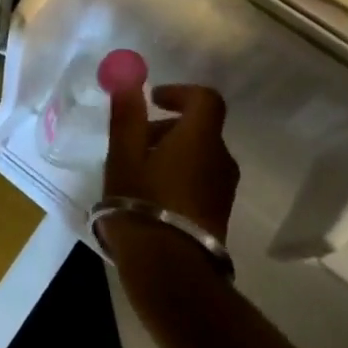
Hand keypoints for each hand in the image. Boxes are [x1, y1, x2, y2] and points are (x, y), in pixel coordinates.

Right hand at [103, 84, 239, 263]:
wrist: (169, 268)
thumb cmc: (141, 203)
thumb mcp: (124, 156)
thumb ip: (128, 116)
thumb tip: (130, 79)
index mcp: (200, 138)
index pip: (205, 99)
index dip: (179, 93)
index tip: (152, 100)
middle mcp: (221, 159)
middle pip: (200, 129)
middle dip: (167, 127)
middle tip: (133, 141)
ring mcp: (223, 189)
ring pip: (199, 156)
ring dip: (171, 154)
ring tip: (136, 172)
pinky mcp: (219, 213)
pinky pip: (200, 180)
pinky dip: (178, 176)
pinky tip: (149, 197)